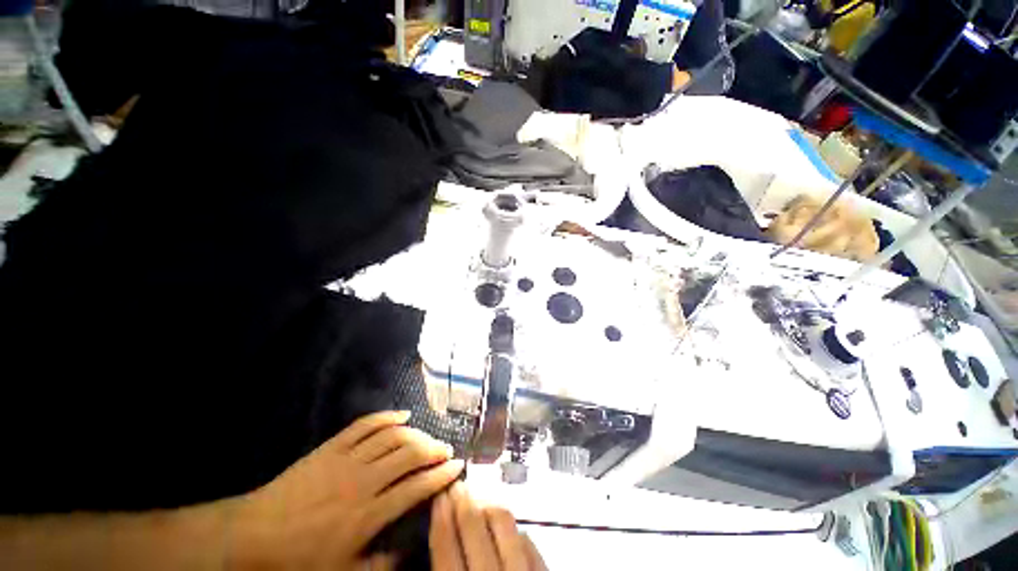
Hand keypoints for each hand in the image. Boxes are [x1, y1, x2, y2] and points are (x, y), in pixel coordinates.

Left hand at [231, 411, 464, 569]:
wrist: (253, 533)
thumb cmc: (299, 558)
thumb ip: (379, 567)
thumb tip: (407, 553)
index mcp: (368, 514)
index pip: (416, 487)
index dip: (441, 475)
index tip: (457, 466)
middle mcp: (364, 480)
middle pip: (410, 454)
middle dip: (434, 449)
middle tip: (446, 449)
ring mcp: (348, 458)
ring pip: (393, 436)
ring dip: (416, 433)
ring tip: (427, 436)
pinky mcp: (333, 445)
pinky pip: (366, 424)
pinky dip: (387, 416)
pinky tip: (403, 415)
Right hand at [430, 483, 546, 570]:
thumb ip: (443, 566)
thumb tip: (438, 531)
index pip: (445, 543)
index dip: (440, 512)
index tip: (439, 491)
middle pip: (473, 524)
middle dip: (462, 498)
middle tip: (457, 483)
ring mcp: (520, 570)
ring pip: (503, 520)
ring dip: (487, 503)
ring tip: (479, 496)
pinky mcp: (541, 570)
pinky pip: (527, 538)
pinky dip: (514, 526)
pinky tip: (505, 522)